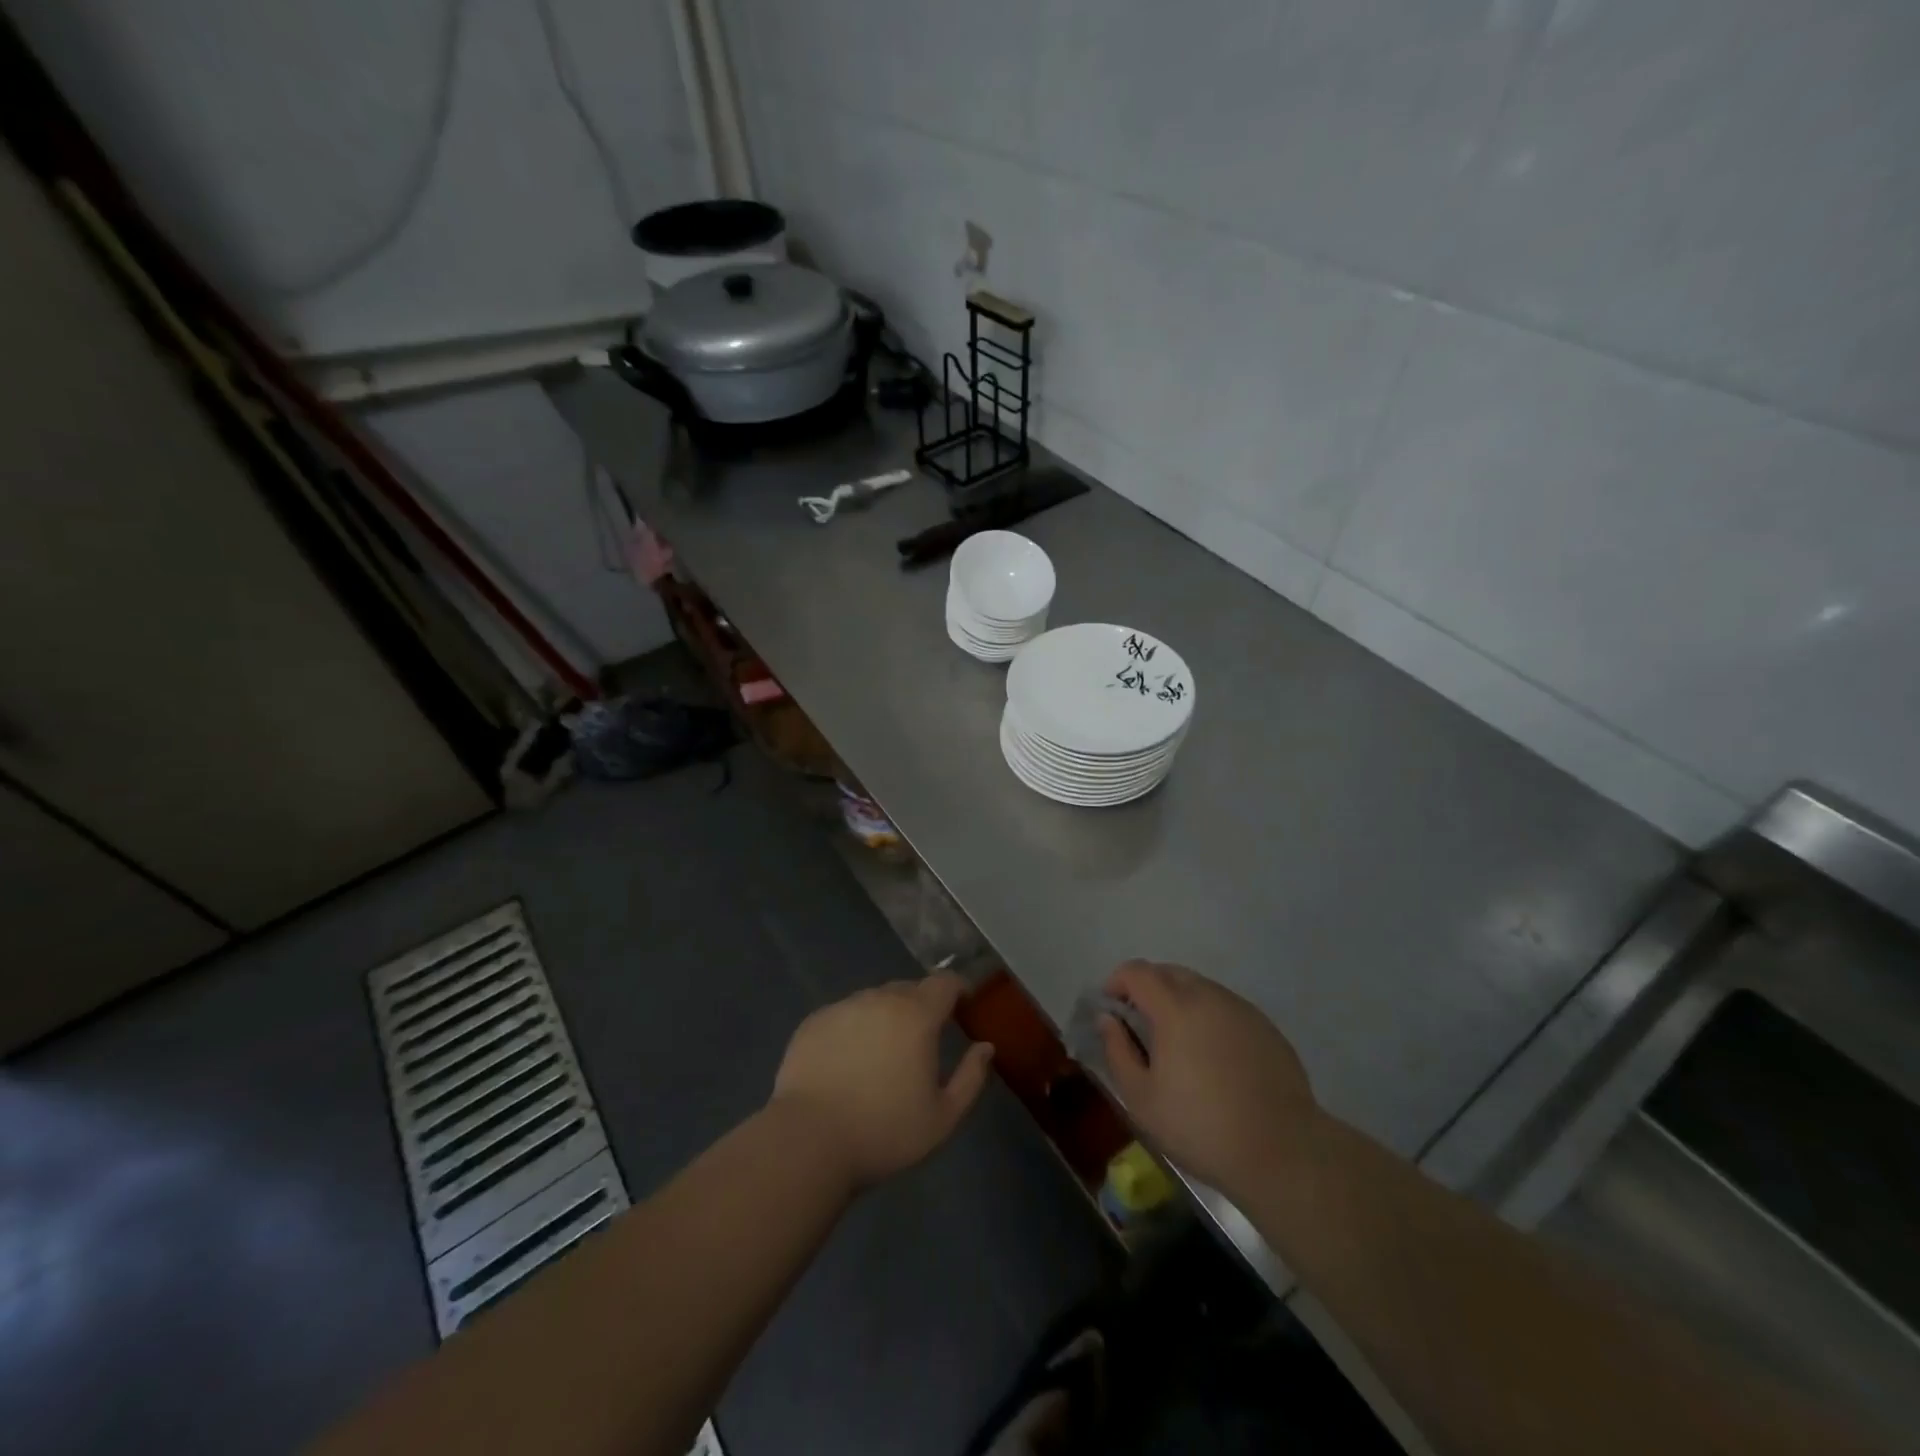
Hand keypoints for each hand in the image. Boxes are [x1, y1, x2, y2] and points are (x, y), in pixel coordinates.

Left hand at [771, 973, 994, 1191]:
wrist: (808, 1141)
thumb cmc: (884, 1132)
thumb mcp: (943, 1117)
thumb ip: (971, 1077)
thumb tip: (986, 1047)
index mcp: (916, 1016)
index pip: (945, 982)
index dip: (958, 989)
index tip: (963, 1005)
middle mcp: (880, 999)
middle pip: (909, 988)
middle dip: (922, 1005)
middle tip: (923, 1038)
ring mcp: (843, 1007)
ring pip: (875, 1000)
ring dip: (887, 1015)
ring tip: (883, 1051)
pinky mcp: (814, 1022)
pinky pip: (845, 1014)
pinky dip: (855, 1027)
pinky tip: (848, 1060)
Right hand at [1099, 960, 1320, 1202]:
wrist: (1283, 1152)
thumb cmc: (1201, 1127)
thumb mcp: (1141, 1099)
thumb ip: (1117, 1051)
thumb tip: (1108, 1019)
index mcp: (1175, 1007)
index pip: (1137, 971)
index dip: (1117, 982)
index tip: (1111, 1009)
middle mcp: (1209, 996)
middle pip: (1169, 973)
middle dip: (1148, 989)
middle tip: (1141, 1026)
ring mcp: (1242, 1009)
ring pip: (1200, 988)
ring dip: (1180, 1002)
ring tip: (1178, 1044)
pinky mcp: (1266, 1028)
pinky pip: (1227, 1008)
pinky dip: (1209, 1018)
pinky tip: (1214, 1058)